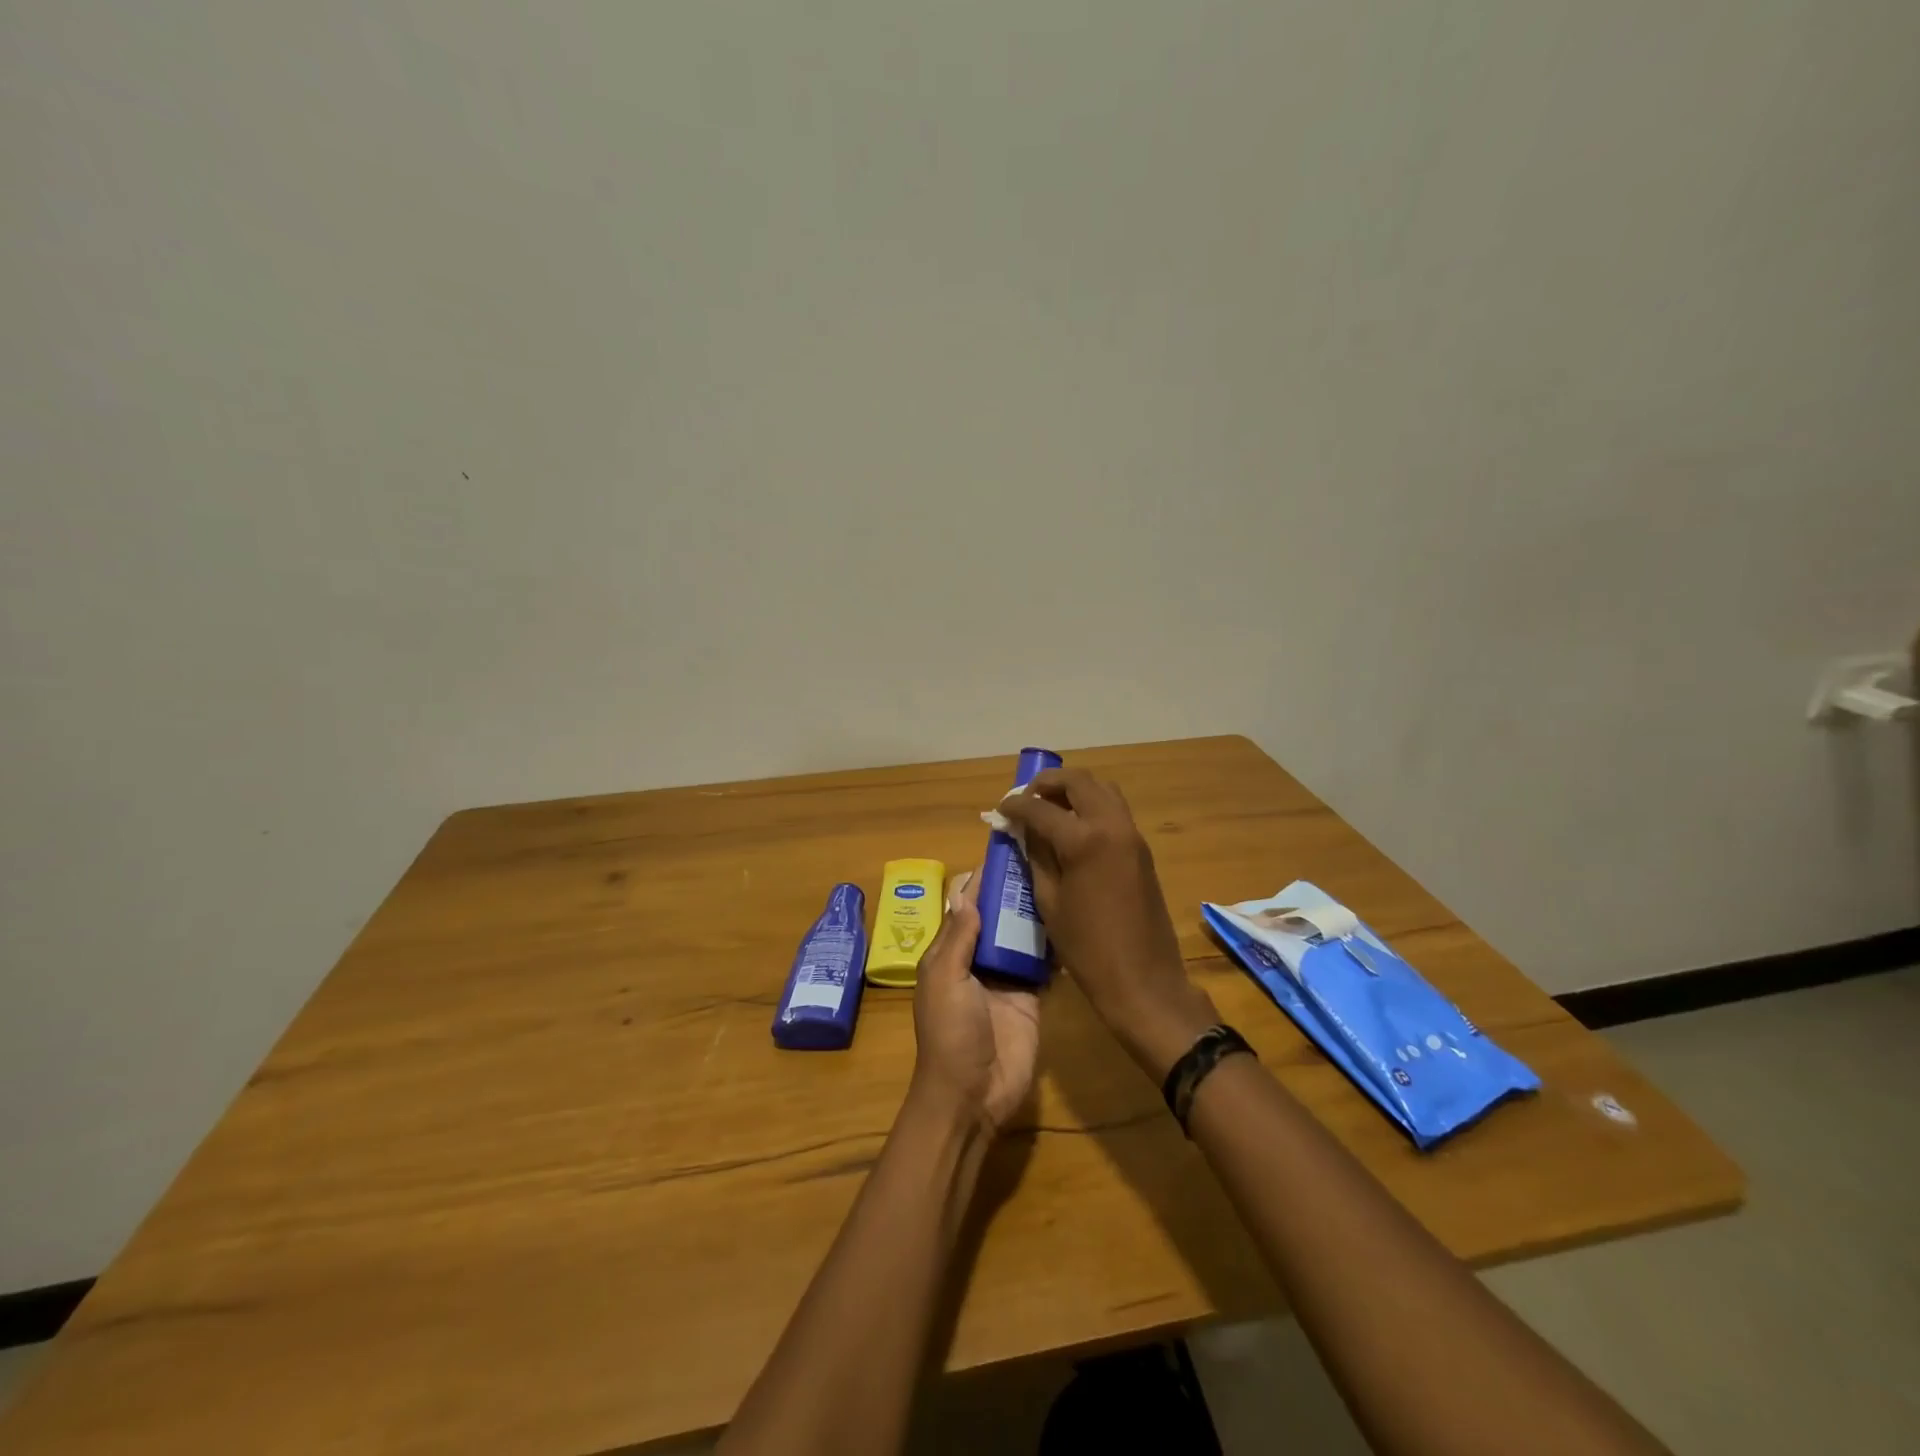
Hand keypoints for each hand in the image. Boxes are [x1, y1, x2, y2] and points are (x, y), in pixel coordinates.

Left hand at [909, 869, 1040, 1134]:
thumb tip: (967, 891)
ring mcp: (1006, 976)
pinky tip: (1072, 919)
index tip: (1005, 847)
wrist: (973, 1096)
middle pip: (995, 914)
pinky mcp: (1031, 994)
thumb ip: (957, 938)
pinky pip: (1041, 961)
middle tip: (1045, 856)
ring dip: (1034, 911)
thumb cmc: (951, 1034)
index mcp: (949, 952)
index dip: (980, 878)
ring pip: (1020, 933)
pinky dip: (1053, 943)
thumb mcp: (945, 981)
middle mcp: (977, 958)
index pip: (964, 904)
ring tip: (1062, 877)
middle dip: (1013, 888)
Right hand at [997, 769, 1215, 1079]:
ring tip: (1049, 808)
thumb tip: (1023, 830)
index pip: (1041, 807)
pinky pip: (1114, 811)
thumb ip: (1035, 857)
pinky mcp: (1142, 849)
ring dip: (1074, 791)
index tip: (1001, 809)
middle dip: (1048, 783)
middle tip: (1026, 797)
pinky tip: (1072, 829)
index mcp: (1084, 840)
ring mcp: (1132, 835)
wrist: (1144, 980)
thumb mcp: (1049, 902)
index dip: (1016, 805)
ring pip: (1102, 790)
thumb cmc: (1087, 949)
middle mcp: (1112, 826)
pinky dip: (1091, 807)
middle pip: (1079, 782)